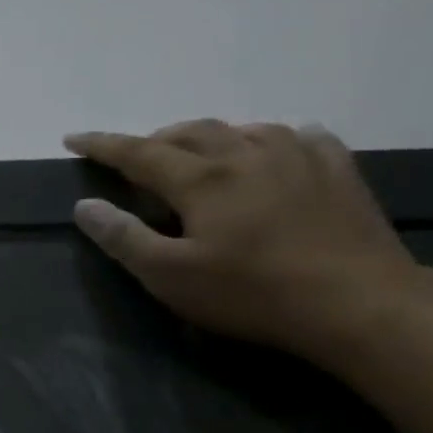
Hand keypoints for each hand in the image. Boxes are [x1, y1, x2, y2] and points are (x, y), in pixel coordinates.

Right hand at [66, 120, 423, 359]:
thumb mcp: (170, 276)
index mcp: (202, 179)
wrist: (359, 302)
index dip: (102, 145)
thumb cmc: (251, 293)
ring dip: (209, 138)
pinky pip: (299, 137)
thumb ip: (123, 238)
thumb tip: (85, 206)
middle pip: (191, 132)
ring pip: (242, 129)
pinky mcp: (338, 170)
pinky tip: (273, 151)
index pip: (138, 153)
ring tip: (197, 156)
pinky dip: (270, 140)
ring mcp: (298, 157)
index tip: (73, 139)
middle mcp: (247, 154)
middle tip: (135, 159)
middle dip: (154, 139)